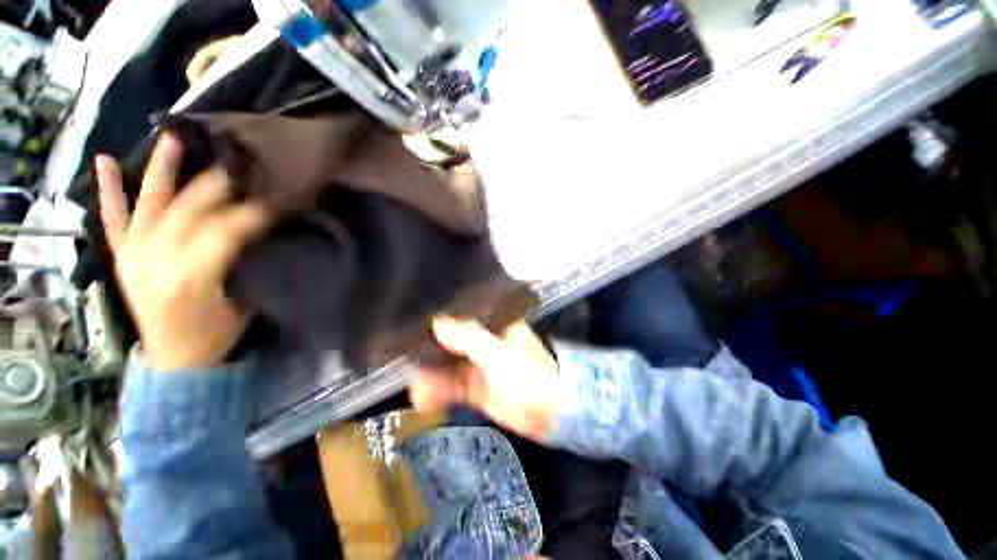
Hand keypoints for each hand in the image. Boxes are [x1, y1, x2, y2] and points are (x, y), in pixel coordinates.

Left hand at [96, 134, 270, 371]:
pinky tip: (105, 162)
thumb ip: (246, 266)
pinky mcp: (122, 257)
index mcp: (191, 278)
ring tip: (171, 139)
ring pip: (146, 205)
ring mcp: (133, 256)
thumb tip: (261, 235)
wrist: (175, 361)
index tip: (276, 199)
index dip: (252, 214)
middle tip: (238, 166)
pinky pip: (112, 220)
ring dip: (159, 171)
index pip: (225, 233)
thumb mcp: (242, 304)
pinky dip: (108, 191)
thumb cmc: (215, 335)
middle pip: (187, 212)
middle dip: (215, 187)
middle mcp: (155, 261)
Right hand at [408, 317, 560, 441]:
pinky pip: (451, 386)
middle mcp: (483, 340)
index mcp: (493, 324)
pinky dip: (437, 392)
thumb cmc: (530, 377)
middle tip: (400, 353)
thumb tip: (436, 322)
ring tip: (412, 384)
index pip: (462, 312)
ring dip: (429, 374)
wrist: (551, 415)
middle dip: (427, 348)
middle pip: (449, 338)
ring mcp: (477, 364)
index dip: (438, 314)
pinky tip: (422, 399)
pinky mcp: (475, 386)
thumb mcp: (499, 355)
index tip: (411, 316)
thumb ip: (469, 338)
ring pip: (447, 364)